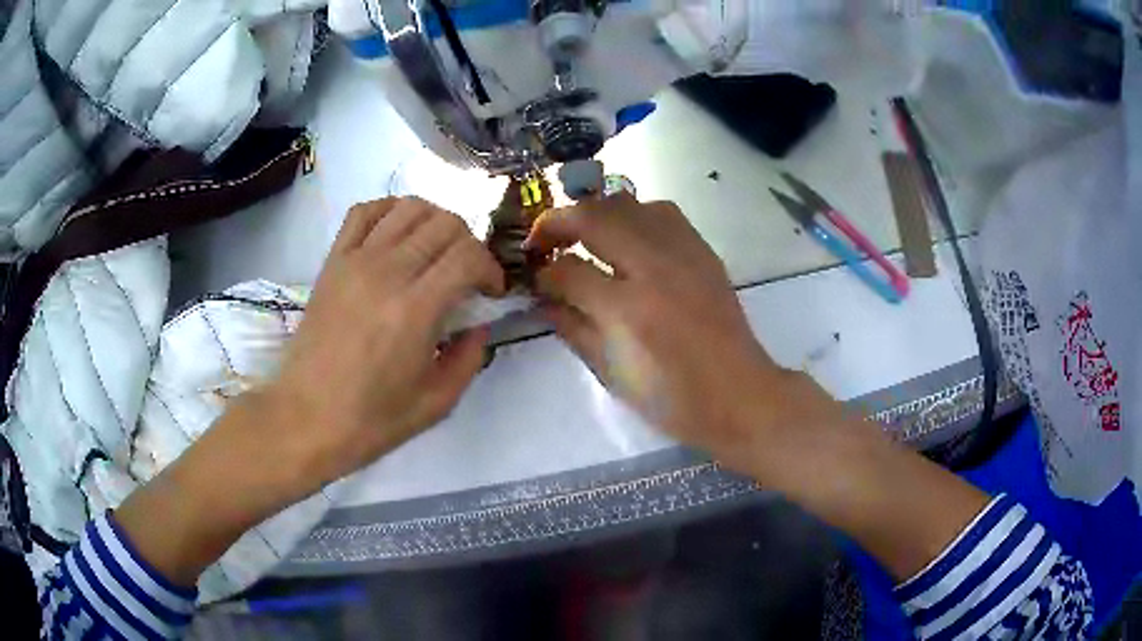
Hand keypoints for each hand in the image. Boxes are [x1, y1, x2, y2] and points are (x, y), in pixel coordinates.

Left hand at [266, 197, 504, 490]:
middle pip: (444, 223)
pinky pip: (364, 212)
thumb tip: (479, 325)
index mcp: (416, 309)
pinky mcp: (332, 261)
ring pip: (408, 207)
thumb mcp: (437, 403)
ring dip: (435, 221)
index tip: (490, 292)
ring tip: (435, 251)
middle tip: (467, 274)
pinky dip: (389, 210)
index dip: (490, 268)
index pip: (468, 255)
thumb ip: (469, 358)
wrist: (306, 418)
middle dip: (469, 243)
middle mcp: (387, 272)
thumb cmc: (371, 419)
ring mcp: (355, 261)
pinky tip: (397, 234)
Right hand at [527, 194, 829, 471]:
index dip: (542, 273)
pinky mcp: (703, 250)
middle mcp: (655, 268)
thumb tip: (543, 297)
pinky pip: (661, 211)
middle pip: (594, 216)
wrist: (739, 395)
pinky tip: (626, 237)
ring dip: (594, 212)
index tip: (535, 279)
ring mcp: (683, 253)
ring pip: (627, 203)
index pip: (568, 271)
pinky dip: (632, 215)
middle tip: (543, 240)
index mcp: (628, 310)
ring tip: (581, 234)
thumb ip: (572, 328)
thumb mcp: (611, 374)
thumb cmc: (673, 399)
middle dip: (557, 222)